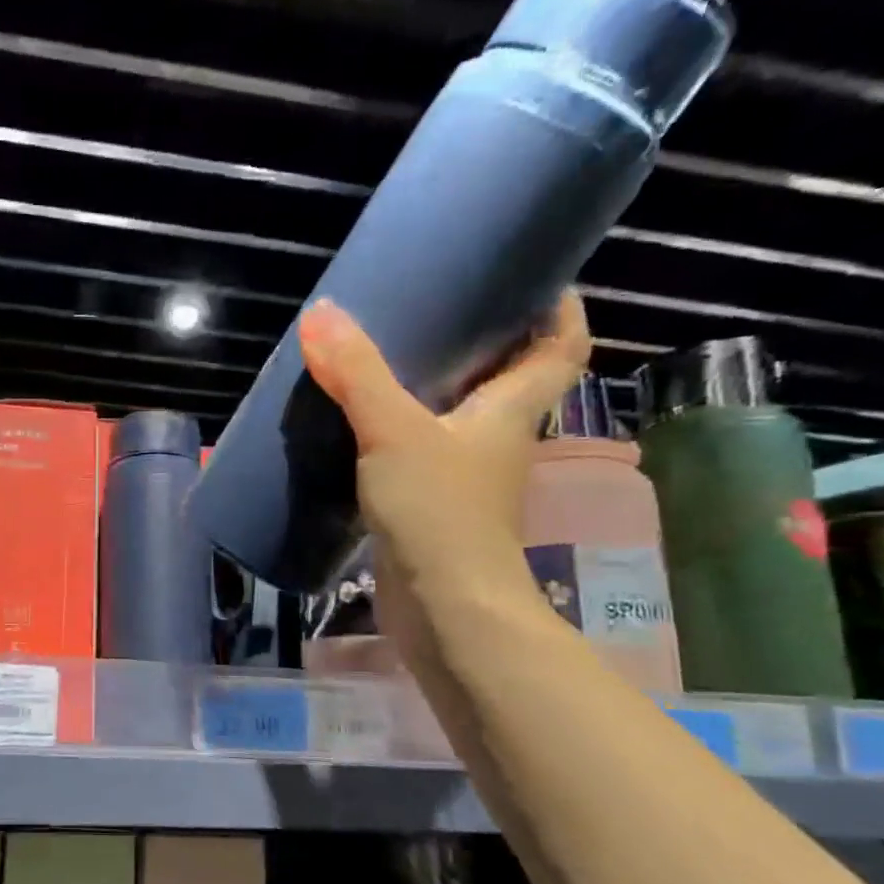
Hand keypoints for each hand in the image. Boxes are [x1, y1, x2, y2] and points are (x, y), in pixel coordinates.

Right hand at [297, 290, 589, 650]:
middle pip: (507, 378)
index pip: (562, 346)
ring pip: (460, 417)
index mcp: (511, 409)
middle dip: (482, 340)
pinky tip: (361, 425)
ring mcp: (466, 476)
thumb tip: (321, 313)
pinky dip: (402, 430)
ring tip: (387, 357)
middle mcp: (497, 438)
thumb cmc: (438, 511)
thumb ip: (357, 374)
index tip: (531, 277)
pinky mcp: (433, 505)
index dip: (559, 308)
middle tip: (436, 306)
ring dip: (434, 387)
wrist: (443, 606)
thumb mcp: (393, 432)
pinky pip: (423, 450)